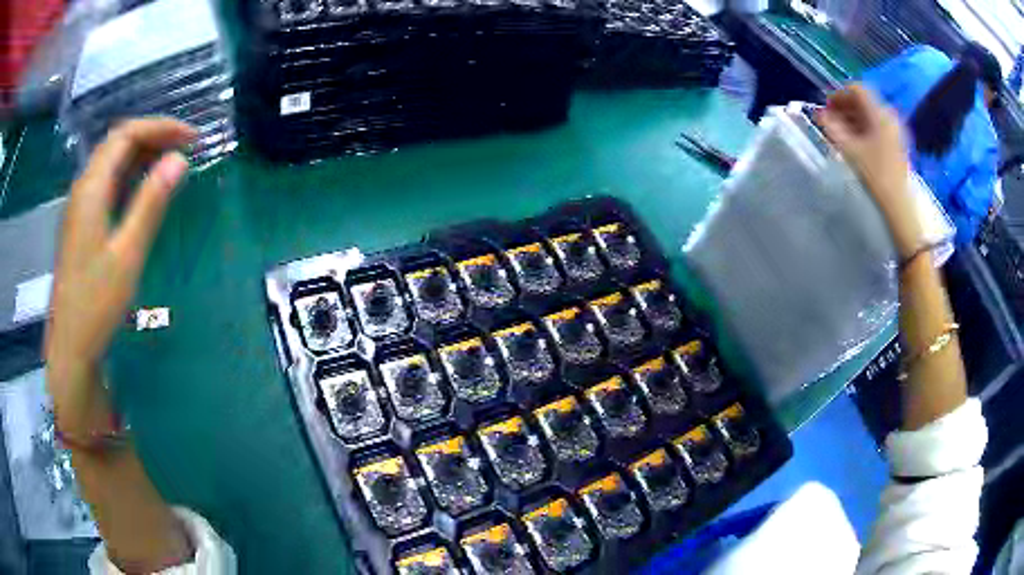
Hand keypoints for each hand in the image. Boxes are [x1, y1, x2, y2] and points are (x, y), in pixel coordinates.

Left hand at [45, 119, 194, 432]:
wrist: (70, 345)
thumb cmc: (96, 303)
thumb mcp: (127, 254)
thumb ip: (150, 203)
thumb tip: (180, 159)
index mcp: (92, 188)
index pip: (127, 134)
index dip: (160, 127)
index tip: (191, 137)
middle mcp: (83, 187)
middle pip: (118, 142)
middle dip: (152, 135)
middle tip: (185, 145)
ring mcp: (79, 205)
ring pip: (111, 161)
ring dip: (141, 152)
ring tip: (170, 160)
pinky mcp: (80, 222)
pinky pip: (106, 182)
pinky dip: (128, 173)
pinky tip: (142, 186)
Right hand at [817, 84, 922, 257]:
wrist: (900, 210)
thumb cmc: (876, 178)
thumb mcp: (850, 151)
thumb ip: (833, 128)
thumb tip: (819, 114)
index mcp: (880, 114)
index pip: (856, 90)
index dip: (838, 95)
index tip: (826, 109)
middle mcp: (889, 118)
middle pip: (864, 102)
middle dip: (845, 108)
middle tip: (830, 122)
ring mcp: (895, 132)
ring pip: (870, 116)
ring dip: (853, 120)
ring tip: (840, 134)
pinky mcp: (897, 146)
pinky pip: (877, 129)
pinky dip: (863, 130)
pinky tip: (855, 145)